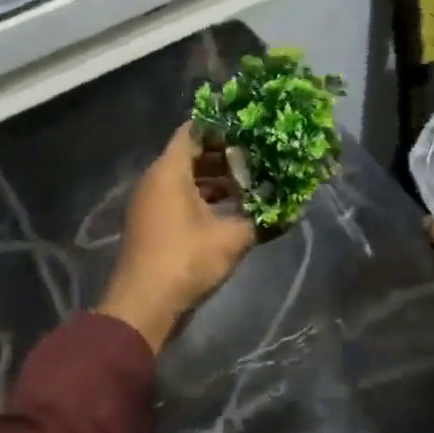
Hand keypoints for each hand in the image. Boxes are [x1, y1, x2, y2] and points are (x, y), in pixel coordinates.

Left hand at [99, 125, 257, 350]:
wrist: (143, 304)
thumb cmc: (186, 259)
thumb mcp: (232, 238)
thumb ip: (262, 220)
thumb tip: (291, 211)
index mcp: (169, 171)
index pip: (194, 130)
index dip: (222, 127)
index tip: (250, 129)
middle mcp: (155, 180)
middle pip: (191, 154)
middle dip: (225, 156)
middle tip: (258, 157)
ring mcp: (150, 203)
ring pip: (186, 178)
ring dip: (216, 180)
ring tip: (251, 185)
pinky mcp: (152, 223)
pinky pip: (179, 197)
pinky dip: (203, 198)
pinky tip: (231, 210)